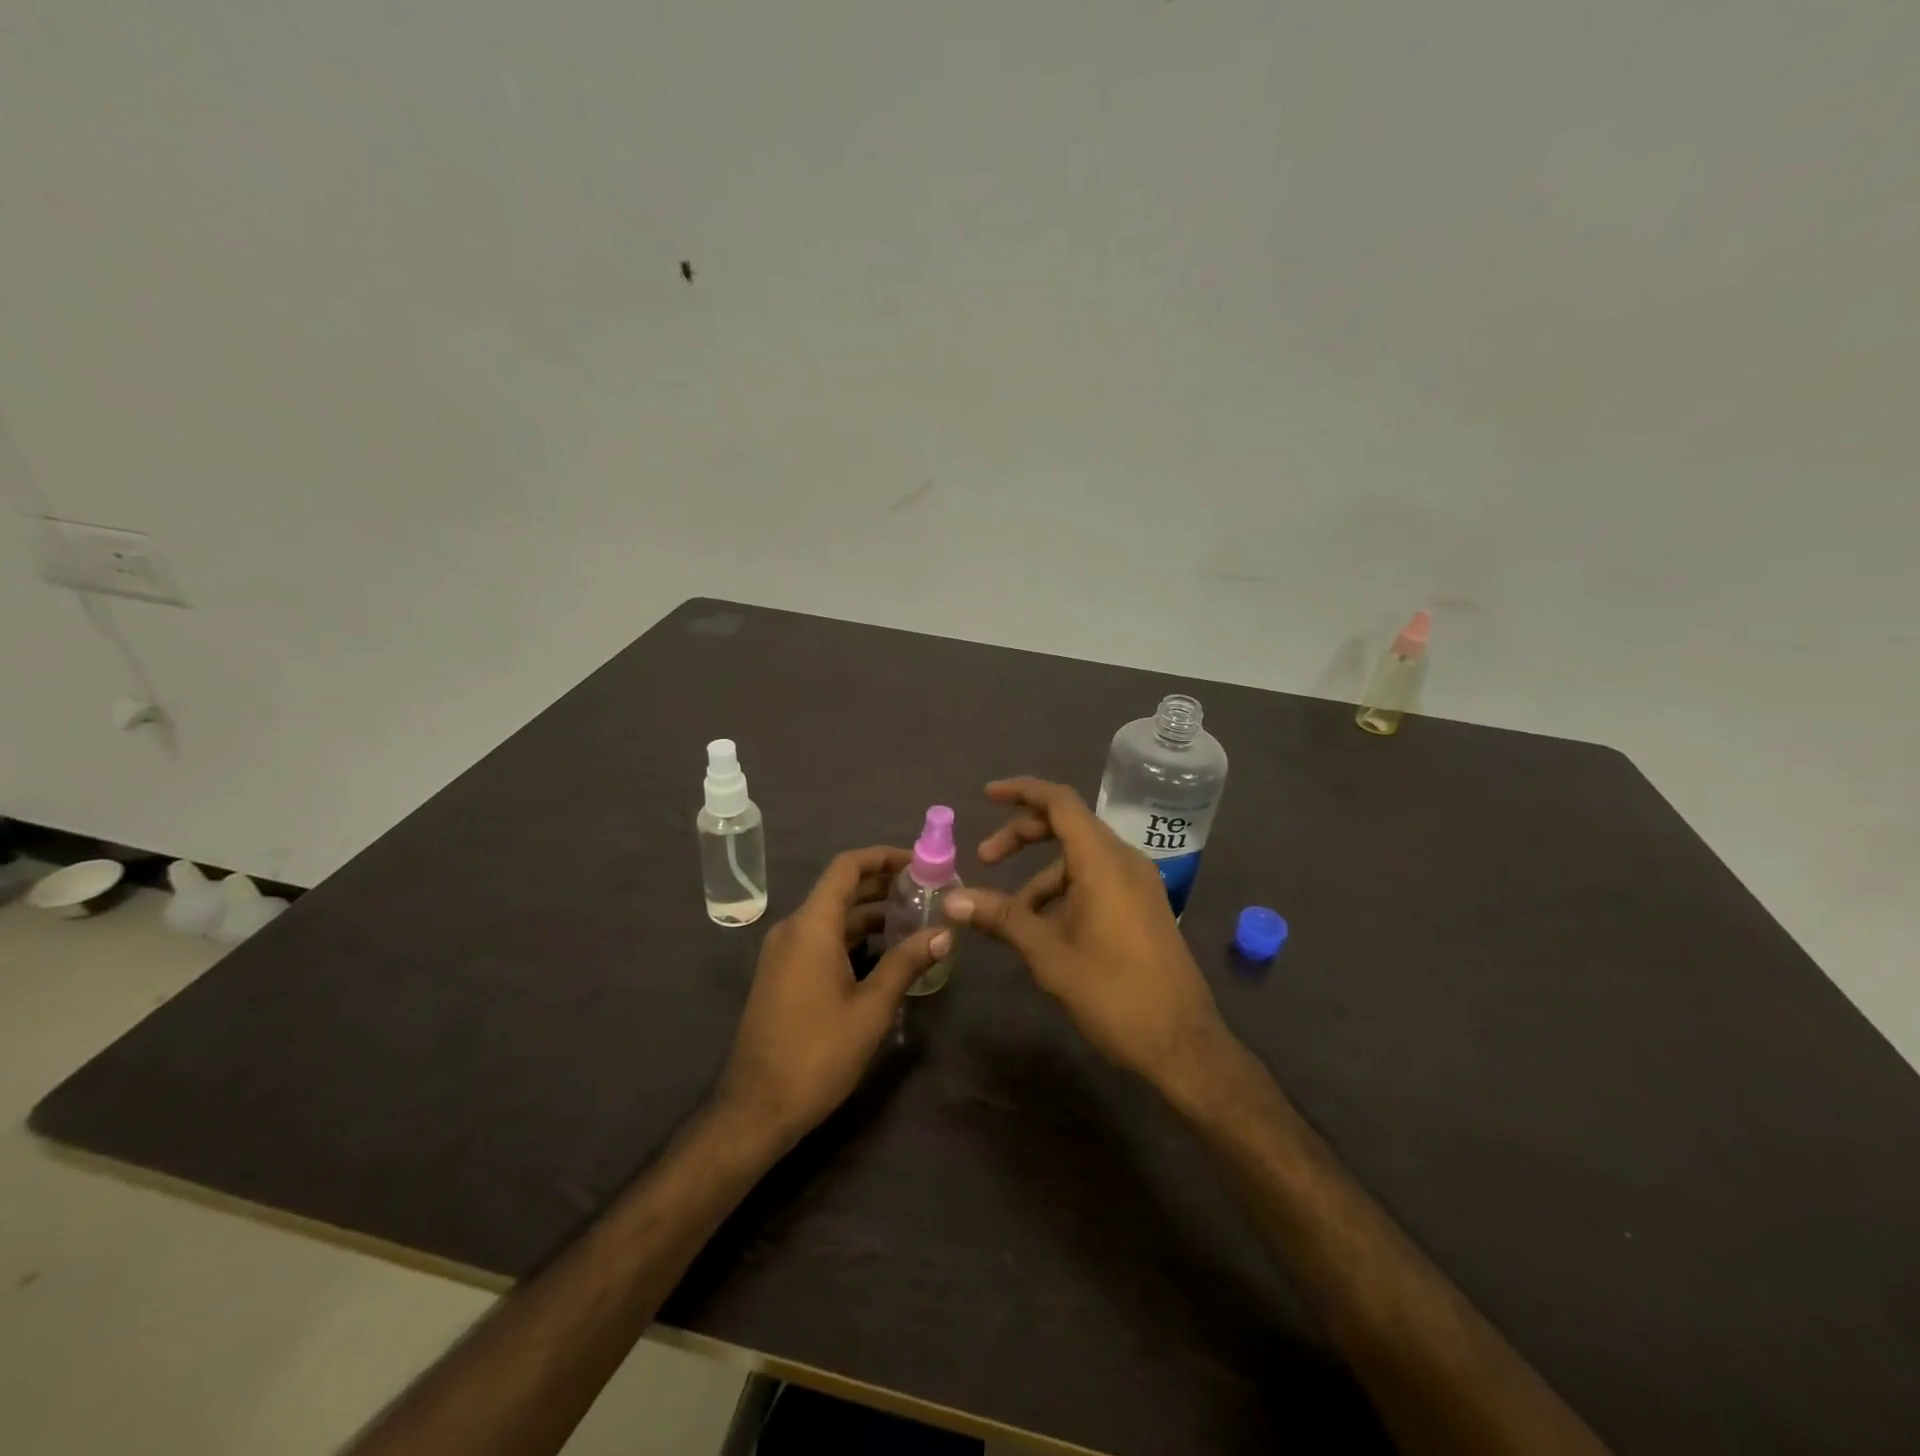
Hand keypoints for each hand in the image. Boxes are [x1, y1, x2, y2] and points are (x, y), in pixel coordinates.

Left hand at [715, 846, 948, 1149]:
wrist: (756, 1108)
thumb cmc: (817, 1053)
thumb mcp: (871, 1008)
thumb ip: (907, 963)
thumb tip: (945, 933)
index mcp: (811, 926)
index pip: (847, 867)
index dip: (883, 857)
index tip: (919, 862)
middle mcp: (793, 929)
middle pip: (841, 889)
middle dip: (883, 885)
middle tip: (927, 891)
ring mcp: (784, 952)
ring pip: (832, 916)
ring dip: (870, 913)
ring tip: (915, 920)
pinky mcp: (783, 974)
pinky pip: (821, 938)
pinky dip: (853, 936)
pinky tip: (885, 953)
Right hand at [944, 778, 1229, 1097]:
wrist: (1182, 1044)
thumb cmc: (1114, 994)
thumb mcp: (1049, 955)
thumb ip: (1002, 919)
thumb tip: (952, 900)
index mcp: (1103, 862)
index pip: (1060, 802)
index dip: (1021, 791)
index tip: (987, 796)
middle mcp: (1124, 862)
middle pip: (1067, 827)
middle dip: (1022, 837)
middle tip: (984, 859)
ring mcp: (1138, 884)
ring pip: (1079, 859)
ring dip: (1040, 877)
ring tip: (1009, 917)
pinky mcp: (1142, 907)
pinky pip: (1096, 881)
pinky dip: (1064, 892)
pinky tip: (1044, 930)